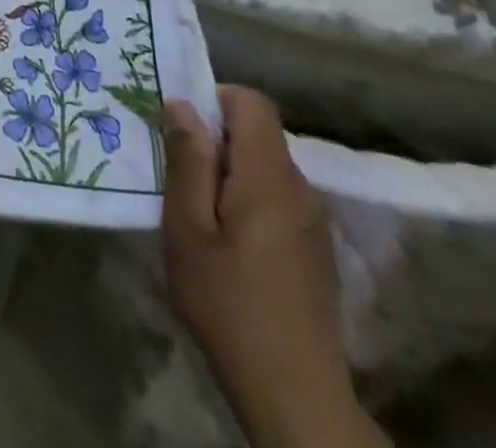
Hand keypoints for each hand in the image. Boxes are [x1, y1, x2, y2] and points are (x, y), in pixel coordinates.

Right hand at [160, 88, 378, 447]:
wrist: (296, 397)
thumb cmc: (229, 304)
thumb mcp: (188, 227)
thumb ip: (187, 160)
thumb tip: (181, 104)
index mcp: (269, 175)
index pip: (252, 102)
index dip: (215, 99)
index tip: (182, 127)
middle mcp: (300, 188)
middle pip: (258, 135)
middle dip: (216, 140)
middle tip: (179, 173)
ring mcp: (314, 222)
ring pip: (266, 169)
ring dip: (231, 173)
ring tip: (198, 212)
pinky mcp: (316, 252)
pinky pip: (278, 200)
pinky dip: (249, 202)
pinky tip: (229, 245)